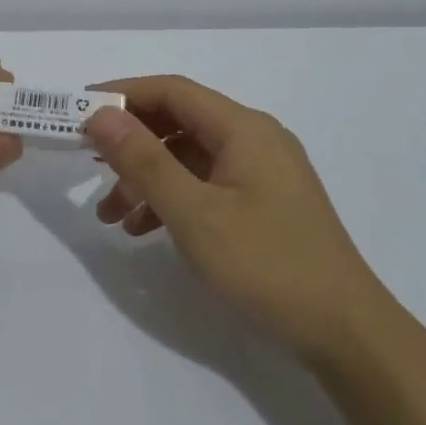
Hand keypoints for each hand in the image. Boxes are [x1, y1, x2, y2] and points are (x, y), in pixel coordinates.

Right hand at [84, 75, 377, 362]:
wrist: (346, 333)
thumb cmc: (267, 264)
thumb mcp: (194, 213)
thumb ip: (144, 160)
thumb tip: (101, 114)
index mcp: (243, 128)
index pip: (172, 91)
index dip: (123, 96)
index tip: (79, 113)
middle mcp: (254, 139)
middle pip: (179, 122)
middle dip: (131, 143)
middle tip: (88, 163)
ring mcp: (262, 172)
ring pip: (189, 157)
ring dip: (147, 178)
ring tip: (109, 215)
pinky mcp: (264, 203)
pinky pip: (206, 185)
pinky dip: (172, 199)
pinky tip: (144, 230)